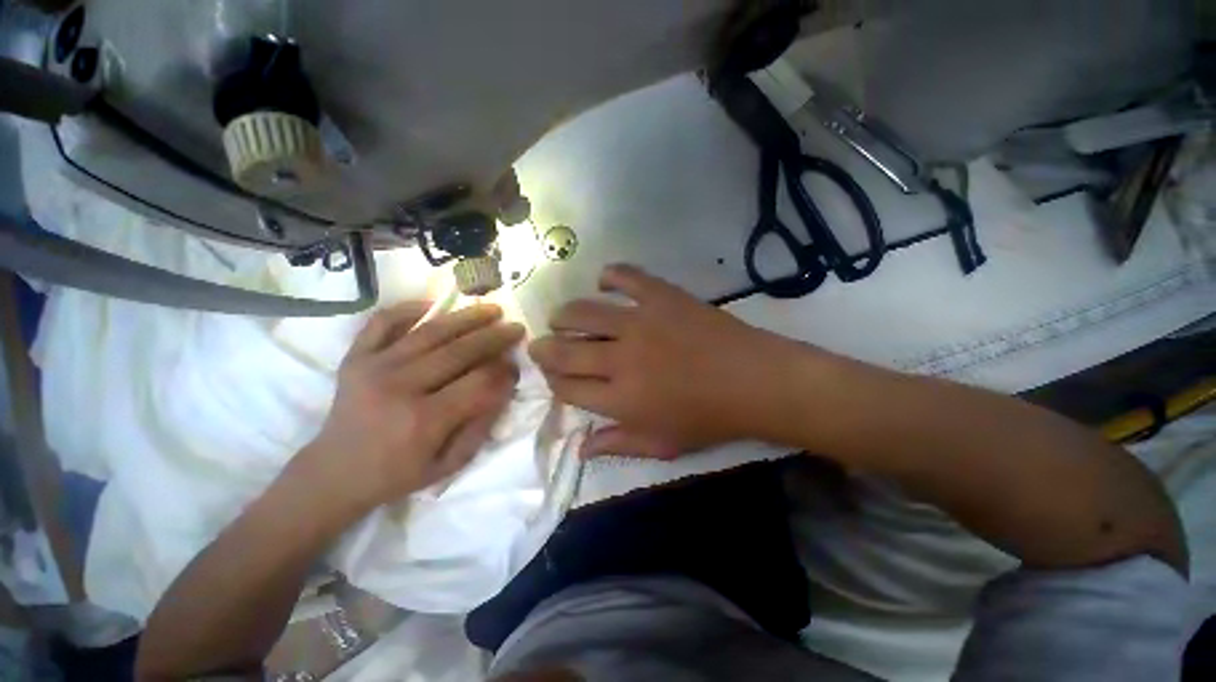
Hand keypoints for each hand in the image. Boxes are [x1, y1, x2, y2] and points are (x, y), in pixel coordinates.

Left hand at [300, 303, 523, 512]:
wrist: (334, 473)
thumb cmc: (398, 474)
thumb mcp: (450, 464)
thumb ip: (481, 426)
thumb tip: (504, 387)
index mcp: (424, 420)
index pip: (479, 384)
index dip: (504, 373)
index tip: (516, 367)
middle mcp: (399, 387)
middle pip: (459, 351)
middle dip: (495, 338)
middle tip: (516, 328)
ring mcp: (374, 367)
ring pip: (430, 332)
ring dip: (466, 318)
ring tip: (491, 309)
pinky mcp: (356, 357)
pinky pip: (383, 322)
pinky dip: (409, 309)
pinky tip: (434, 304)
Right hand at [529, 265, 803, 458]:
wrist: (755, 381)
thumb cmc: (709, 418)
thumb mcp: (663, 443)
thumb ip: (618, 444)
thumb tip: (579, 449)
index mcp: (621, 399)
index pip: (568, 389)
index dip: (555, 384)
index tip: (555, 378)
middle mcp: (621, 359)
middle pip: (565, 351)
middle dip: (545, 349)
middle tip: (540, 344)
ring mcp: (640, 323)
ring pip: (583, 312)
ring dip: (563, 315)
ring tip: (560, 317)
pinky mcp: (661, 297)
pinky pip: (626, 277)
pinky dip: (610, 276)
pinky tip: (604, 282)